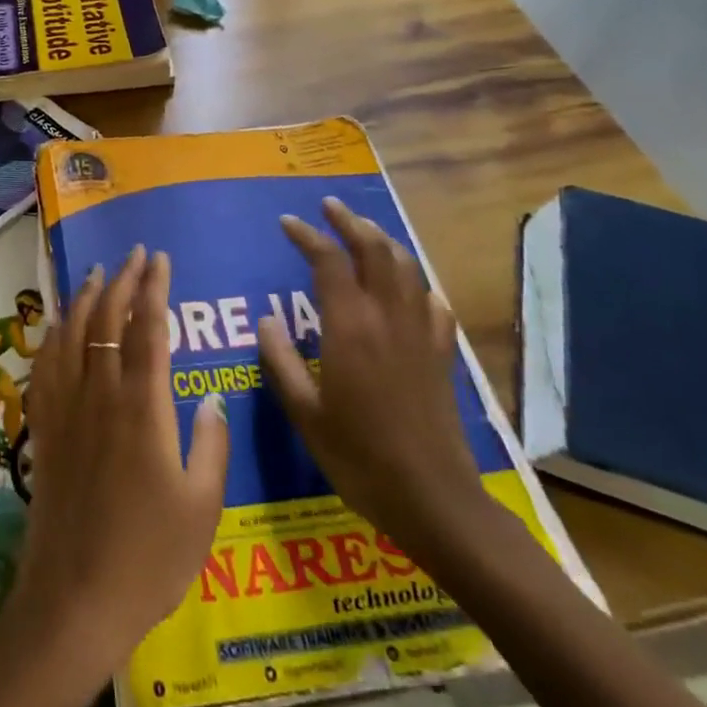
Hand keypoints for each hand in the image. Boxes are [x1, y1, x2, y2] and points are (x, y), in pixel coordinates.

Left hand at [5, 246, 228, 686]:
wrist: (75, 596)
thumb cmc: (150, 556)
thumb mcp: (203, 506)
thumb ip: (210, 443)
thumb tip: (209, 396)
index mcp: (143, 406)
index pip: (148, 327)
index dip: (154, 288)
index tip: (159, 259)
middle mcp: (100, 393)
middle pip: (107, 318)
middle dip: (122, 279)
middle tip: (134, 254)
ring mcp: (67, 407)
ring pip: (72, 332)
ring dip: (85, 296)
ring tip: (97, 272)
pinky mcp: (44, 426)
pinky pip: (45, 364)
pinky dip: (54, 334)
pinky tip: (58, 324)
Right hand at [256, 199, 485, 552]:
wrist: (434, 499)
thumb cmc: (359, 457)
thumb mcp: (305, 413)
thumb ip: (280, 361)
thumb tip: (266, 320)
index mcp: (350, 327)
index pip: (328, 261)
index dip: (307, 235)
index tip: (287, 222)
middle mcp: (387, 318)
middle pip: (375, 250)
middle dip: (350, 222)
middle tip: (329, 207)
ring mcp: (420, 333)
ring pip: (406, 267)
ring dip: (383, 241)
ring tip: (364, 232)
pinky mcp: (441, 354)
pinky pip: (431, 301)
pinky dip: (415, 281)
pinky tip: (408, 287)